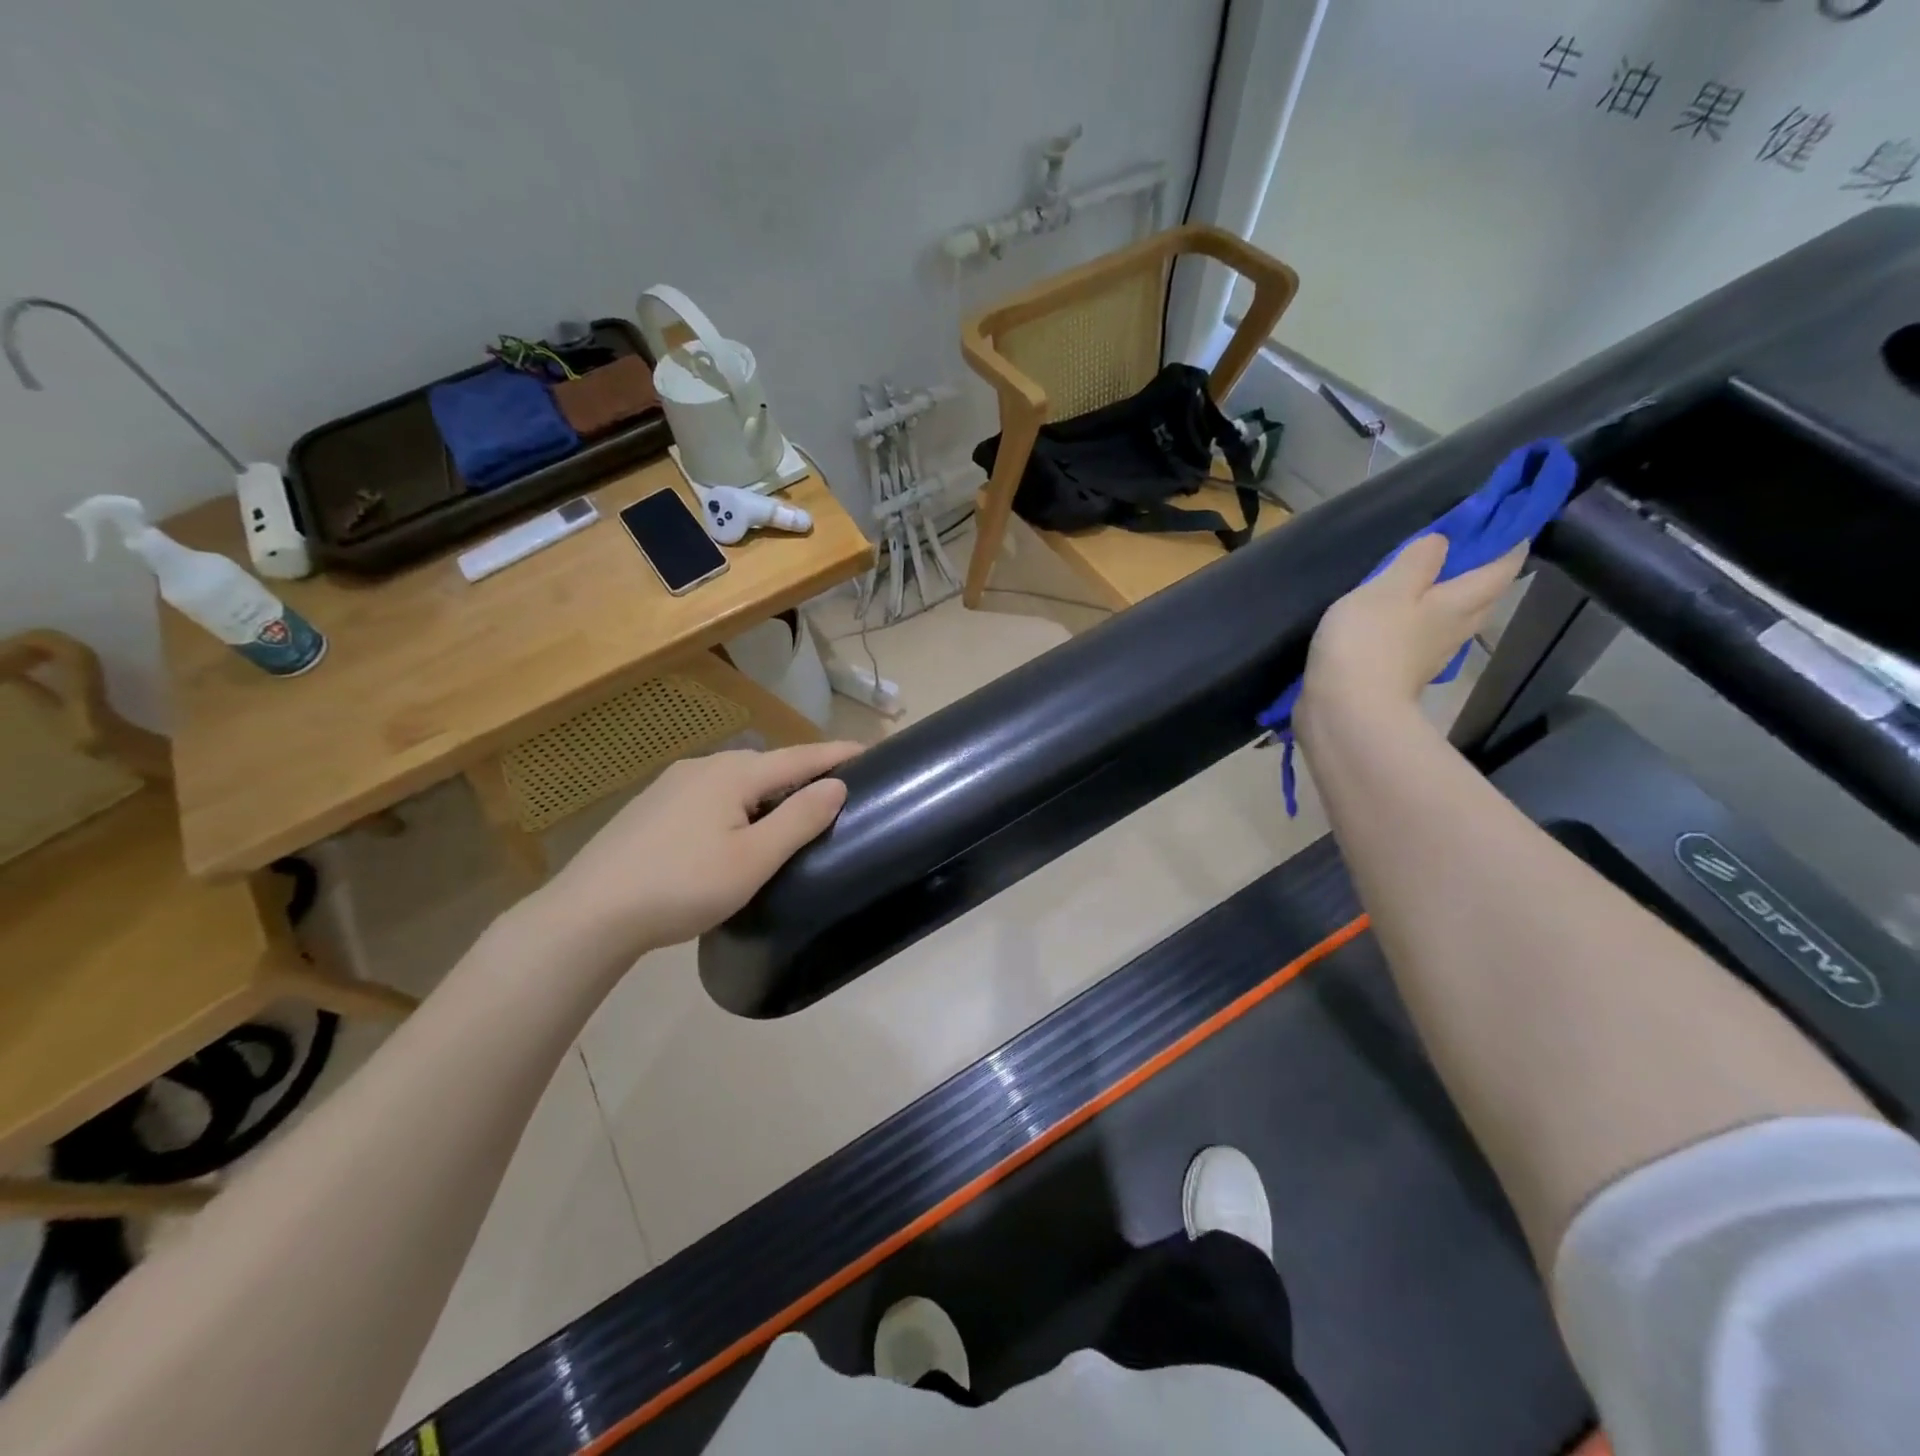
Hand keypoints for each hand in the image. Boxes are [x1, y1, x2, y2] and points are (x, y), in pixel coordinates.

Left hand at [528, 740, 862, 961]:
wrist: (590, 913)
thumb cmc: (682, 886)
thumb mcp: (753, 859)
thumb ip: (799, 819)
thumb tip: (837, 785)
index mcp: (733, 774)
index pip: (799, 757)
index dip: (836, 754)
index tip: (870, 751)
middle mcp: (703, 767)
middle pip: (767, 764)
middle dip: (802, 772)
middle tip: (834, 791)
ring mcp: (672, 785)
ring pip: (735, 779)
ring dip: (768, 789)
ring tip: (789, 812)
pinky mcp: (651, 807)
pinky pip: (710, 794)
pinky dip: (737, 802)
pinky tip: (733, 828)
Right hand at [1299, 534, 1525, 732]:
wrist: (1345, 711)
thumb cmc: (1369, 642)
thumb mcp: (1388, 588)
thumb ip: (1416, 561)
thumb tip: (1444, 541)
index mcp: (1458, 603)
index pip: (1501, 568)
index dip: (1510, 543)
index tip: (1511, 522)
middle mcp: (1454, 630)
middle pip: (1482, 598)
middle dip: (1484, 574)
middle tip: (1471, 552)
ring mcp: (1429, 657)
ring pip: (1455, 621)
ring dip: (1453, 602)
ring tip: (1432, 584)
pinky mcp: (1401, 676)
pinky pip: (1423, 641)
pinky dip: (1420, 626)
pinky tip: (1402, 623)